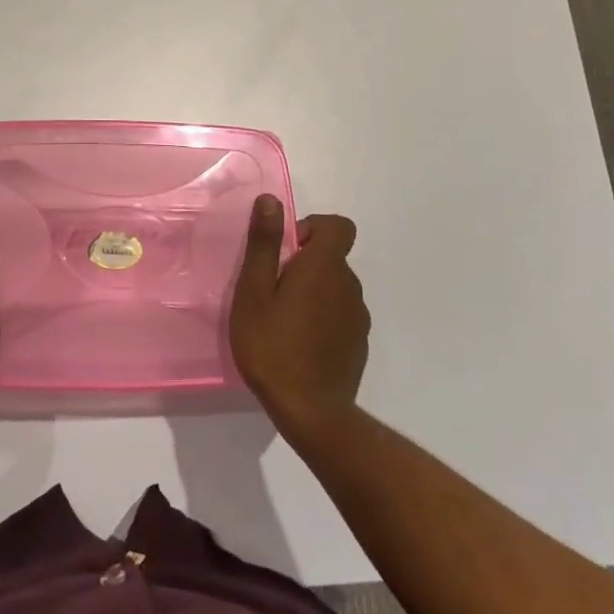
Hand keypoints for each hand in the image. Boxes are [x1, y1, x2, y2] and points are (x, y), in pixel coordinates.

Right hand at [229, 195, 367, 430]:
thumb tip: (271, 200)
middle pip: (332, 257)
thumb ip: (264, 243)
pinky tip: (299, 345)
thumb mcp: (254, 291)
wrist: (311, 413)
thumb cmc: (273, 345)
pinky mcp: (359, 344)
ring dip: (313, 292)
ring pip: (335, 287)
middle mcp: (349, 285)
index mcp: (324, 267)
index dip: (313, 228)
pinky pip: (341, 315)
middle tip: (271, 292)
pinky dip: (323, 319)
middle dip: (304, 264)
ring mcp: (358, 317)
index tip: (286, 251)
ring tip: (282, 321)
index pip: (338, 226)